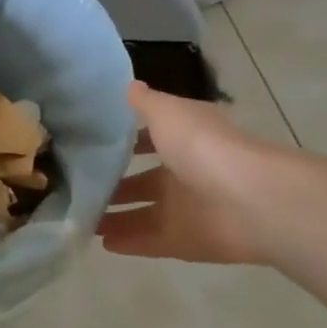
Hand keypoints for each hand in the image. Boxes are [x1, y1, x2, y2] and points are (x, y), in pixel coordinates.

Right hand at [97, 82, 279, 266]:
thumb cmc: (203, 146)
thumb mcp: (167, 112)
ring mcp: (187, 209)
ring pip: (143, 213)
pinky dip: (128, 242)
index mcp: (185, 139)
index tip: (90, 144)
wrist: (250, 201)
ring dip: (114, 215)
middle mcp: (186, 173)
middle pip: (143, 181)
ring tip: (79, 216)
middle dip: (113, 184)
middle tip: (75, 186)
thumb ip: (144, 102)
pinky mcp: (186, 241)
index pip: (150, 138)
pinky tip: (100, 241)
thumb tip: (128, 86)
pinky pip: (150, 241)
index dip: (124, 140)